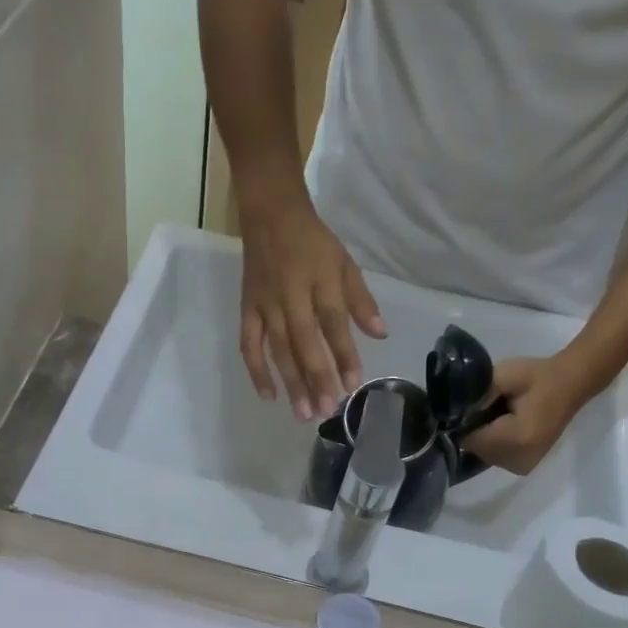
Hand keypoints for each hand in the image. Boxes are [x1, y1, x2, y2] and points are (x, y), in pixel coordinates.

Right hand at [239, 198, 386, 420]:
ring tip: (303, 413)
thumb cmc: (312, 243)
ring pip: (278, 349)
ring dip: (291, 383)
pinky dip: (257, 372)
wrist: (269, 214)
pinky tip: (269, 396)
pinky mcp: (247, 311)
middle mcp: (291, 295)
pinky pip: (249, 346)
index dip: (344, 355)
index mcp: (320, 280)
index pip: (334, 323)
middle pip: (304, 342)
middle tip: (326, 411)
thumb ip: (361, 301)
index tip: (353, 384)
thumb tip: (381, 334)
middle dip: (316, 378)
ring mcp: (266, 305)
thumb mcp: (344, 263)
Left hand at [464, 352, 592, 475]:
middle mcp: (518, 459)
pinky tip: (507, 429)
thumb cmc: (538, 377)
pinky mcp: (524, 467)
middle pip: (476, 450)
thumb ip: (477, 394)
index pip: (470, 440)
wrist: (572, 384)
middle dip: (476, 431)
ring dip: (486, 439)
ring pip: (484, 455)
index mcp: (516, 438)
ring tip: (501, 418)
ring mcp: (522, 467)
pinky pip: (496, 458)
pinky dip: (495, 445)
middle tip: (490, 409)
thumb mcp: (505, 375)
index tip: (474, 407)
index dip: (466, 423)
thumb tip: (454, 413)